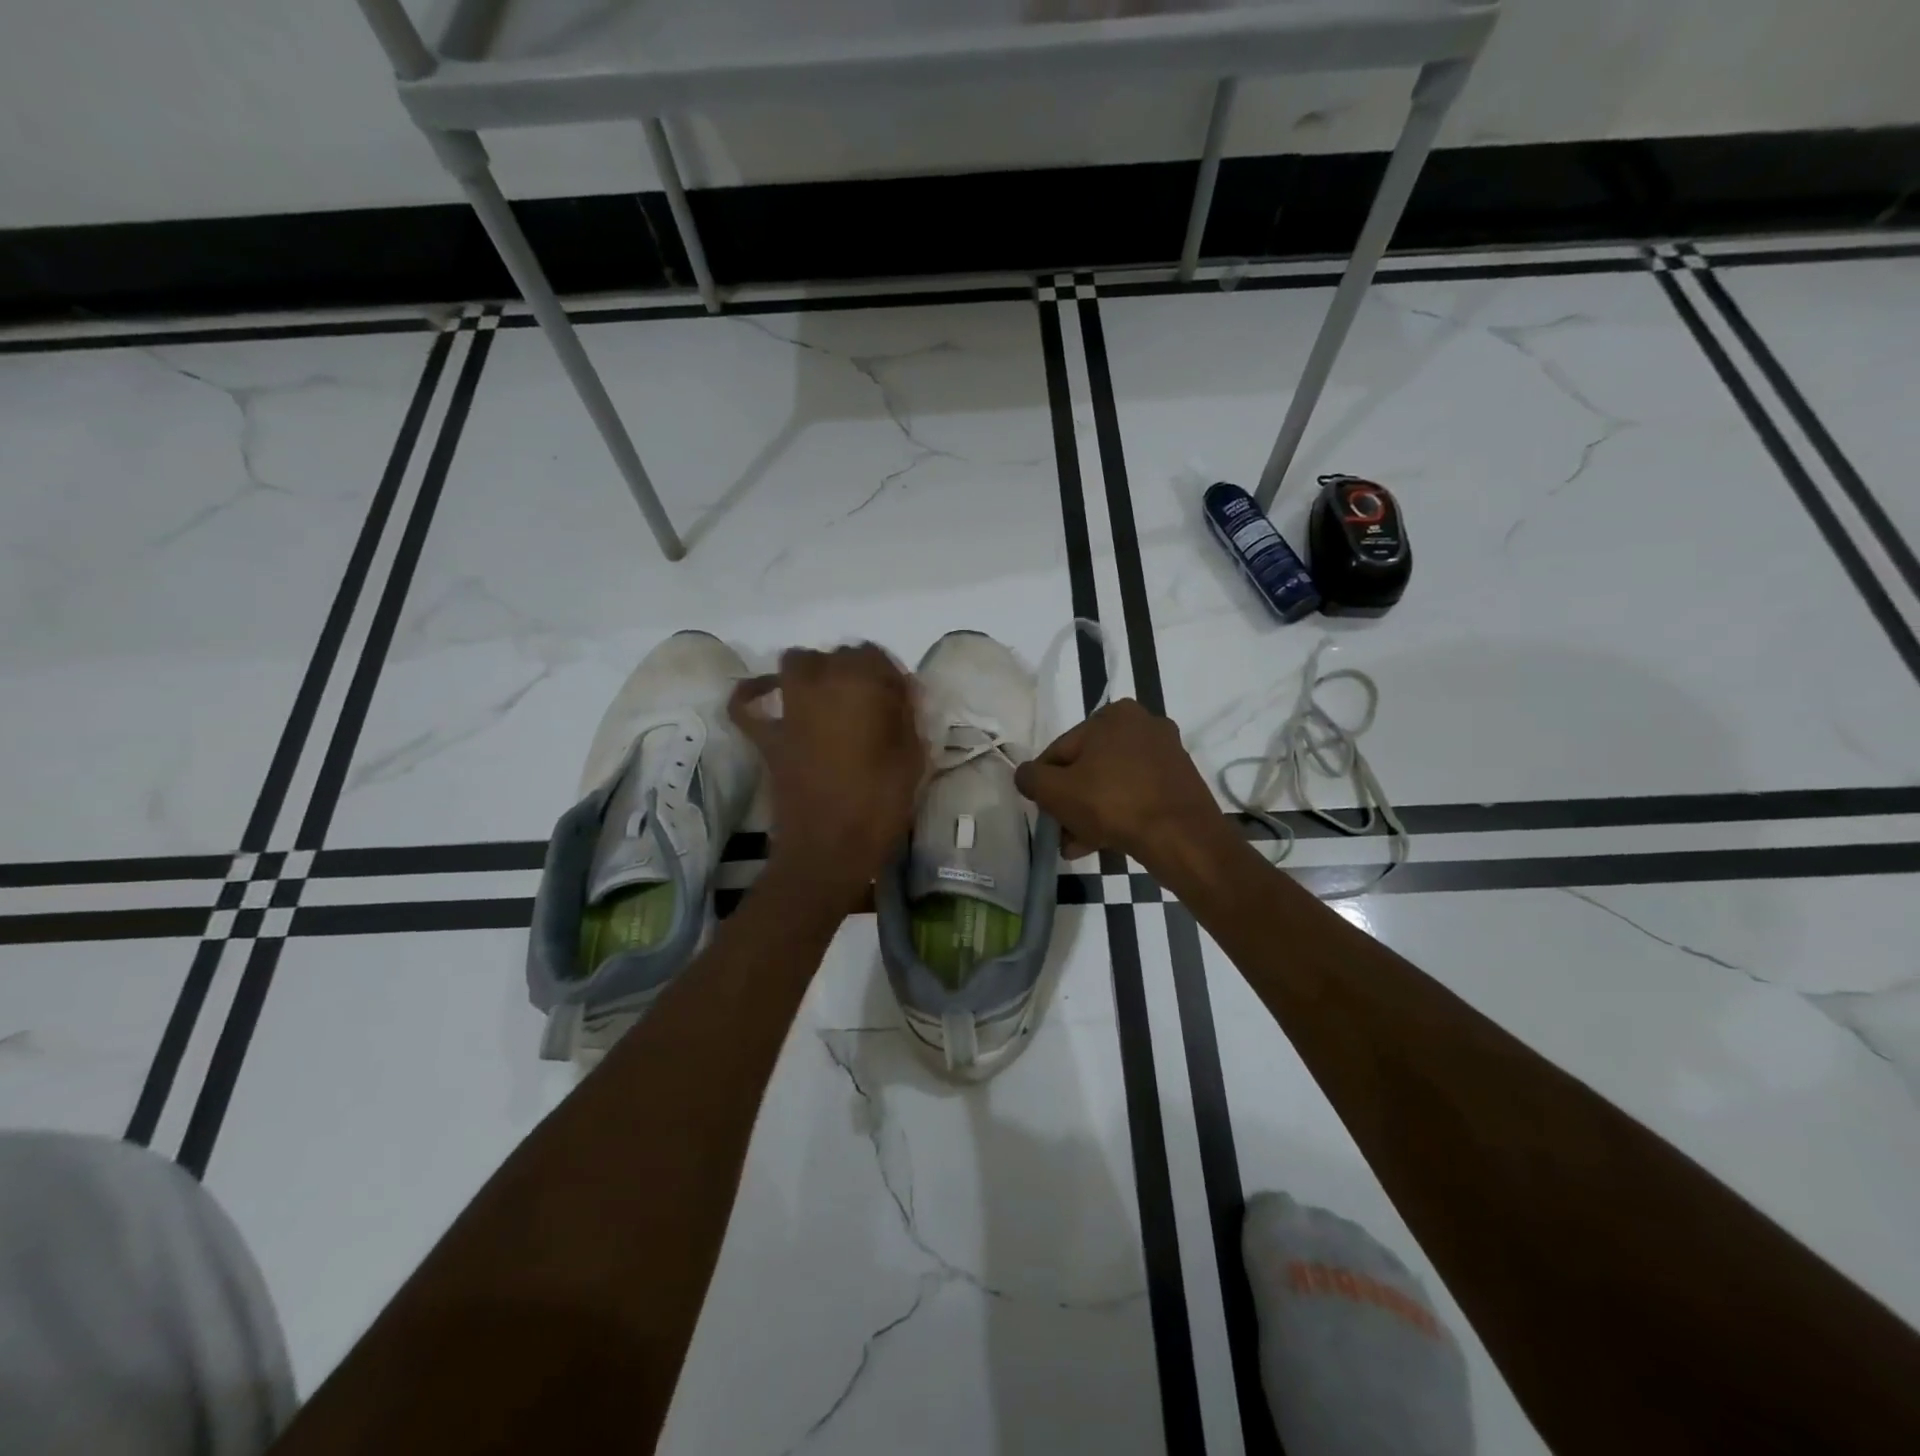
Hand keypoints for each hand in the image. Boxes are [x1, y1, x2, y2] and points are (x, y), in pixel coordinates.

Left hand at [729, 644, 924, 909]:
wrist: (829, 850)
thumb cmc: (879, 805)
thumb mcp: (912, 759)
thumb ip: (908, 718)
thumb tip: (904, 693)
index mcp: (861, 687)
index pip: (875, 655)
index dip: (889, 674)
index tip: (900, 698)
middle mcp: (820, 686)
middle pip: (837, 656)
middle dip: (855, 669)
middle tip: (871, 700)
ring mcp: (789, 709)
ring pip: (796, 664)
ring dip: (814, 670)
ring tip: (829, 694)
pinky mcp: (767, 736)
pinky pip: (747, 705)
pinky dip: (753, 694)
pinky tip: (767, 695)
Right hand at [1013, 699, 1223, 865]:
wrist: (1181, 837)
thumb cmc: (1112, 804)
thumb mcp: (1055, 791)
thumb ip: (1031, 778)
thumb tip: (1026, 775)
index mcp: (1113, 714)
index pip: (1061, 749)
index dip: (1046, 783)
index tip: (1044, 811)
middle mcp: (1143, 724)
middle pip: (1089, 767)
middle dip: (1071, 802)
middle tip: (1061, 832)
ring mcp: (1167, 753)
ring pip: (1112, 784)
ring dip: (1091, 813)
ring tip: (1078, 846)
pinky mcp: (1181, 781)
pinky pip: (1137, 794)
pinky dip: (1119, 814)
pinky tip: (1104, 842)